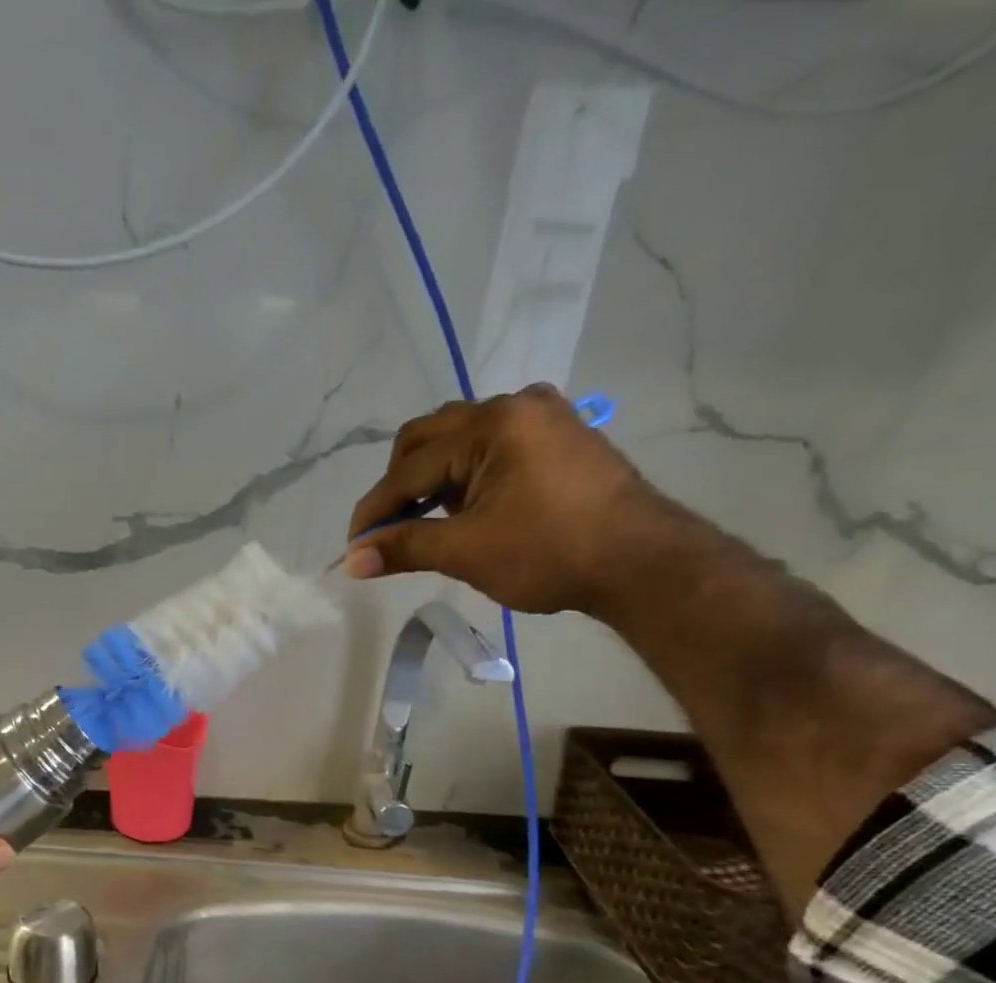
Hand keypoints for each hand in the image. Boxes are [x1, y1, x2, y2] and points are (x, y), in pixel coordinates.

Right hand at [344, 384, 666, 615]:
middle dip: (399, 484)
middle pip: (428, 437)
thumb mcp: (466, 552)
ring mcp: (543, 417)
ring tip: (427, 520)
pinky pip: (492, 444)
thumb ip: (404, 547)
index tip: (354, 547)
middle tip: (389, 529)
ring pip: (460, 438)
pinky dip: (466, 473)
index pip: (410, 469)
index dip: (375, 510)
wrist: (643, 563)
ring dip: (432, 477)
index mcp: (490, 425)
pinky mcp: (560, 436)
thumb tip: (352, 562)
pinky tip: (466, 506)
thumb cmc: (550, 553)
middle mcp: (514, 406)